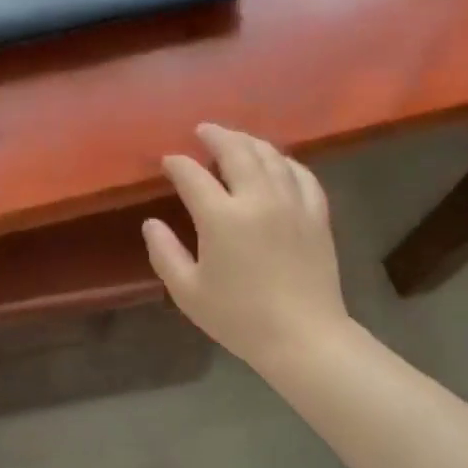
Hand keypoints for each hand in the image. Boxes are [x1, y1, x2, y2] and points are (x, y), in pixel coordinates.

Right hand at [144, 124, 349, 375]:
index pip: (193, 175)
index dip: (177, 164)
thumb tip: (151, 223)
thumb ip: (164, 253)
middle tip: (203, 131)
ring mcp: (292, 203)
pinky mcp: (316, 214)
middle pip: (236, 150)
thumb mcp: (188, 291)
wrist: (303, 337)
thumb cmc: (239, 317)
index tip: (168, 161)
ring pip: (271, 156)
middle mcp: (258, 199)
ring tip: (236, 140)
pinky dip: (285, 161)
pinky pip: (302, 174)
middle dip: (216, 136)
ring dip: (249, 141)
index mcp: (222, 217)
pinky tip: (278, 162)